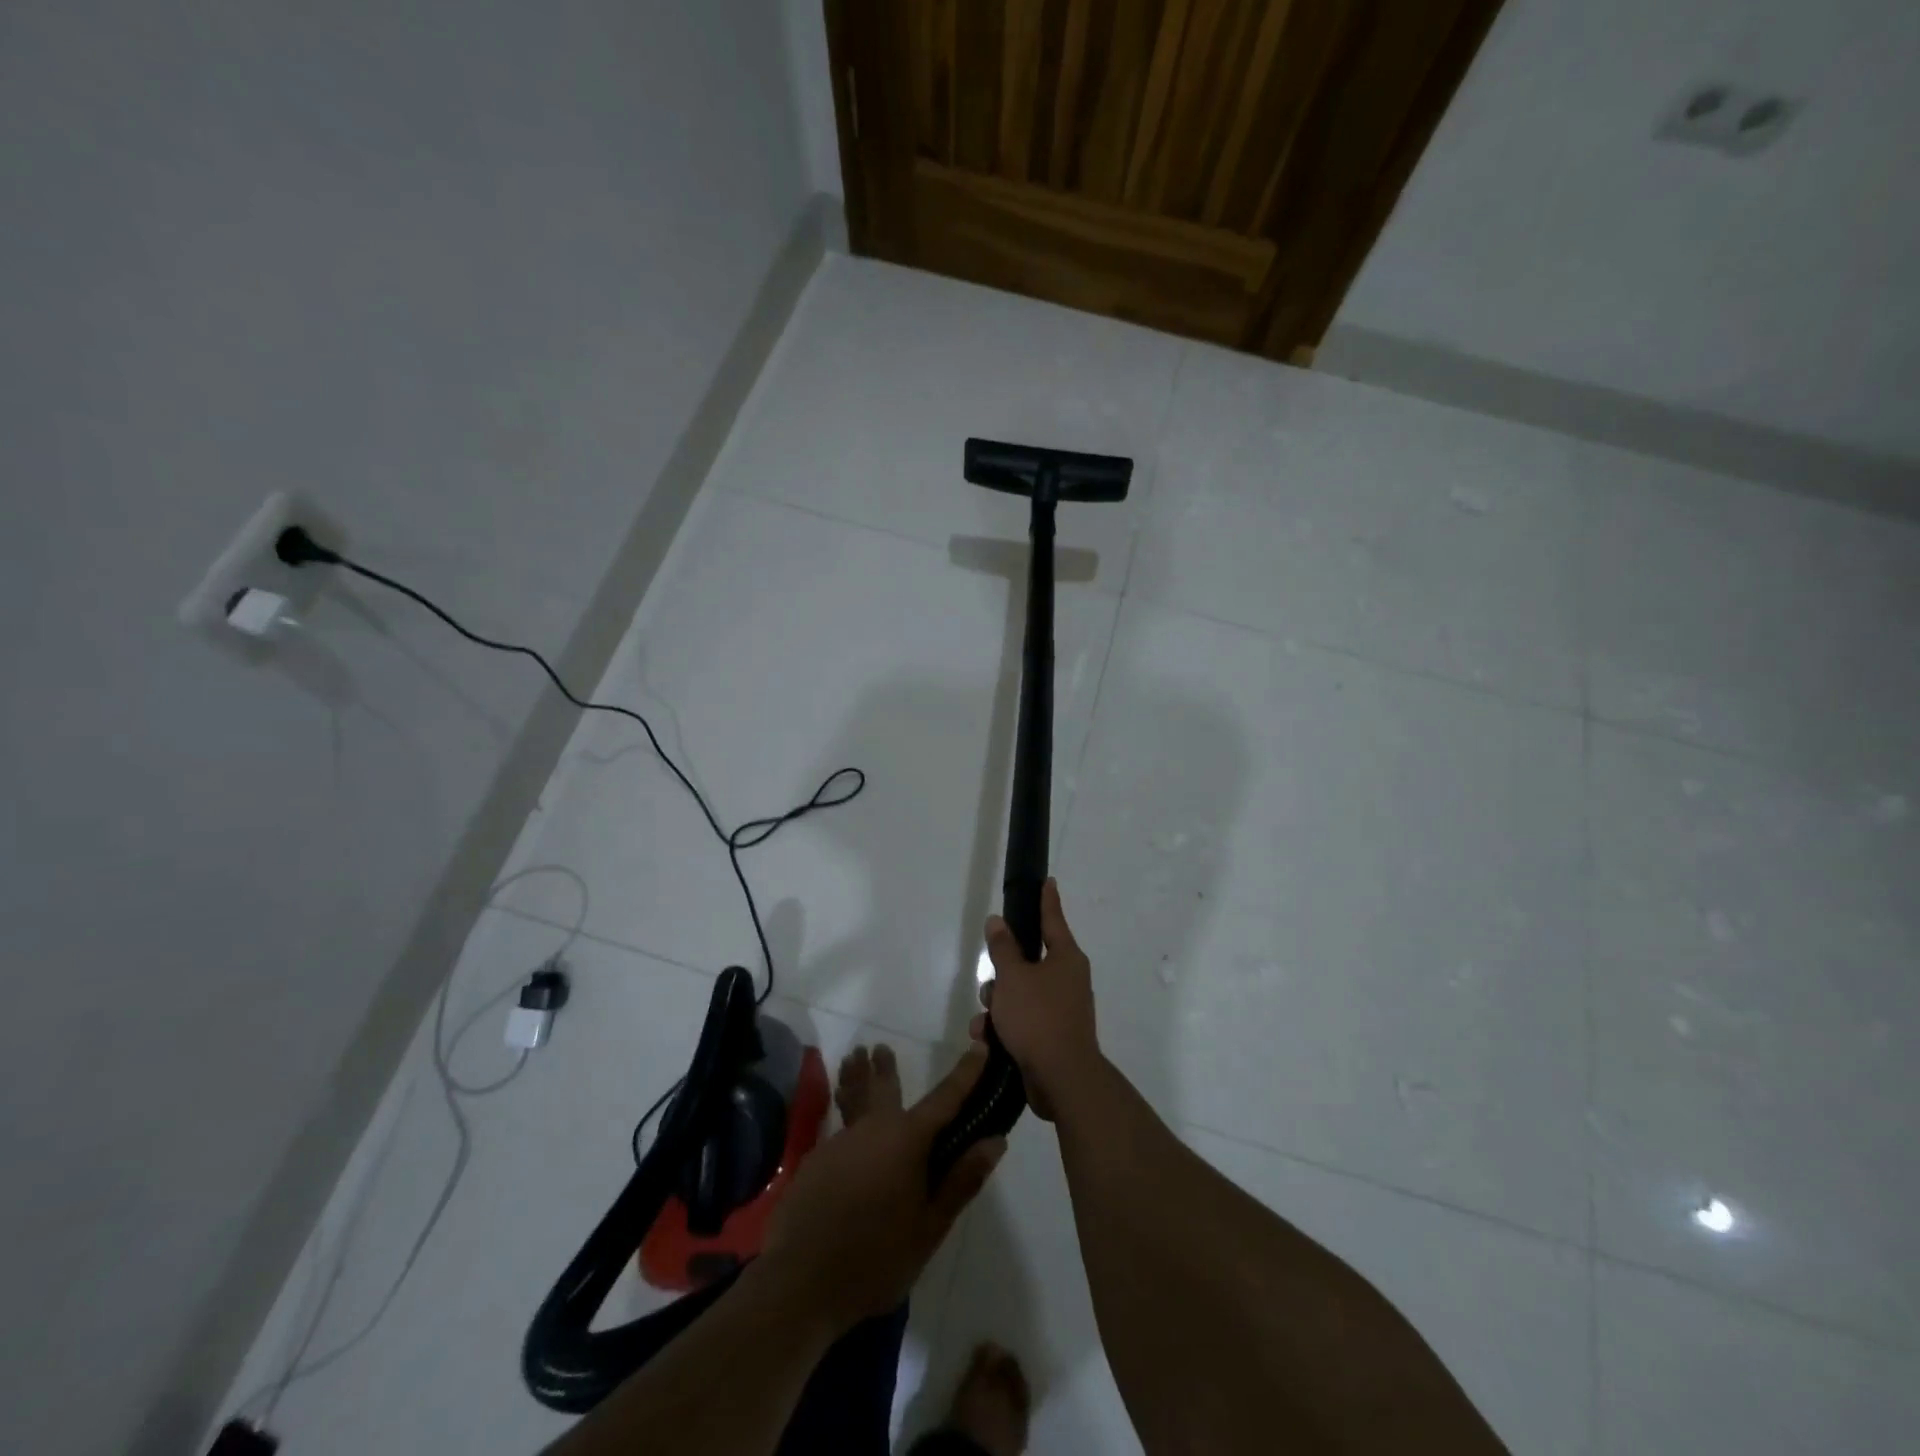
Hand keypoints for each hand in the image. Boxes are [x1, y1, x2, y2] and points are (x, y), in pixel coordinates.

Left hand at [761, 1043, 1004, 1333]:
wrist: (800, 1282)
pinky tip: (839, 1127)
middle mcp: (872, 1130)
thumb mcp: (930, 1226)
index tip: (980, 1047)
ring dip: (855, 1080)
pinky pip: (836, 1129)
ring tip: (853, 1059)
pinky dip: (841, 1116)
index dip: (965, 1073)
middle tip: (880, 1047)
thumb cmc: (876, 1257)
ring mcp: (839, 1143)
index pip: (945, 1099)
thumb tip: (995, 1140)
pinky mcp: (814, 1162)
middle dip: (885, 1067)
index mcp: (906, 1140)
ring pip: (852, 1101)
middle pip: (883, 1088)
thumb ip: (962, 1180)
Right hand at [975, 879, 1102, 1120]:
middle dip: (1002, 973)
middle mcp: (1067, 979)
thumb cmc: (1038, 1018)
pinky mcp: (1051, 1035)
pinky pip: (1022, 1020)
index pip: (1052, 919)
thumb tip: (997, 921)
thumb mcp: (1013, 978)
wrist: (1062, 1080)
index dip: (1046, 900)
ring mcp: (1061, 1008)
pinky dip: (1004, 1027)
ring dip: (998, 1004)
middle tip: (990, 983)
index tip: (1048, 881)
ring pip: (1020, 992)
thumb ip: (1003, 948)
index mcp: (1065, 958)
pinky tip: (986, 1040)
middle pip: (1028, 961)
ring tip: (986, 1021)